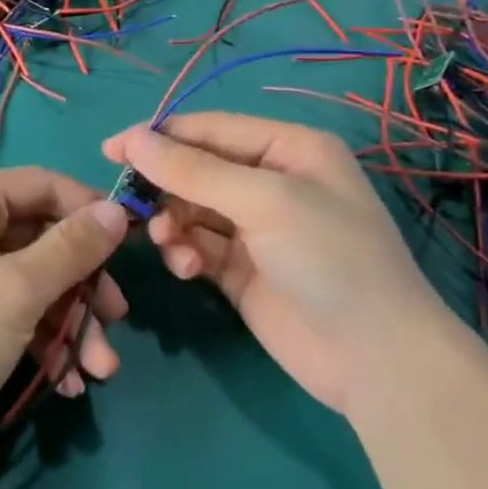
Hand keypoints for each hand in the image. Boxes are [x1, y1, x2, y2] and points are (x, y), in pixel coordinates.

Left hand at [0, 168, 129, 480]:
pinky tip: (67, 380)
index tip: (133, 244)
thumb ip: (72, 248)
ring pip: (34, 279)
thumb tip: (117, 210)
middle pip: (42, 237)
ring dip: (71, 321)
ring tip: (100, 369)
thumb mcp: (19, 291)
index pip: (43, 185)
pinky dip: (43, 338)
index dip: (90, 210)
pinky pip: (15, 308)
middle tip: (117, 318)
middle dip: (83, 284)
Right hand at [102, 113, 455, 412]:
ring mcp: (255, 228)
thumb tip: (130, 138)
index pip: (210, 128)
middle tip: (129, 205)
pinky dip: (184, 252)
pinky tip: (186, 268)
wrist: (376, 360)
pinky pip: (197, 246)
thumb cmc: (329, 257)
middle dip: (164, 185)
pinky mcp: (241, 270)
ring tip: (168, 242)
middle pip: (196, 168)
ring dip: (172, 222)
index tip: (110, 150)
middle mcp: (271, 181)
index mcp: (288, 148)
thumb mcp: (263, 201)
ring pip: (190, 209)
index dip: (159, 136)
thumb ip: (193, 170)